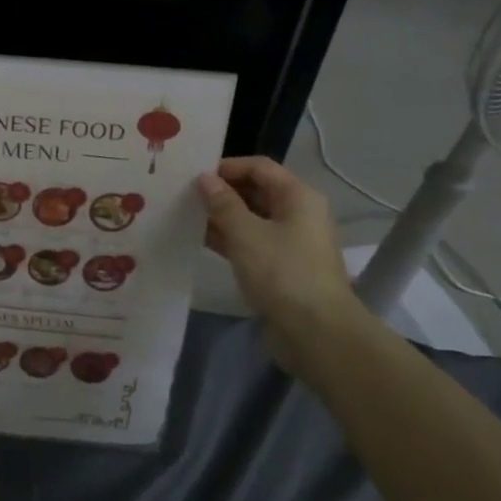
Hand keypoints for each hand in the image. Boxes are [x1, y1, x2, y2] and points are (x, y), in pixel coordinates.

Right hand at [198, 157, 361, 369]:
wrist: (316, 332)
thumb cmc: (282, 273)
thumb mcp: (246, 234)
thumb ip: (223, 204)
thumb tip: (205, 179)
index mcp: (298, 197)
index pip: (259, 167)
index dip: (227, 167)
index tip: (193, 176)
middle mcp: (297, 213)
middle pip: (256, 191)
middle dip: (221, 192)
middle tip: (184, 196)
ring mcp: (290, 242)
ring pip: (251, 218)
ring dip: (222, 217)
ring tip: (186, 216)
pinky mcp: (281, 267)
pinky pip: (251, 243)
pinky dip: (229, 239)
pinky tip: (200, 241)